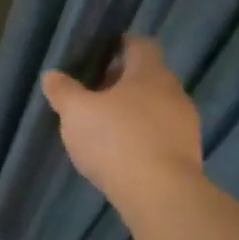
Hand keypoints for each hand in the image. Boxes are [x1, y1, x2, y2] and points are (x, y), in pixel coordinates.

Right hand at [42, 38, 203, 212]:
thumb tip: (52, 75)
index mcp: (150, 74)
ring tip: (103, 125)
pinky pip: (160, 134)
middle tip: (92, 92)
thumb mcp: (76, 112)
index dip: (120, 45)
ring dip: (132, 111)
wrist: (160, 194)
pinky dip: (141, 136)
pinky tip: (120, 151)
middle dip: (121, 82)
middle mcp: (174, 93)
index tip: (100, 53)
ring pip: (155, 107)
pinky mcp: (186, 154)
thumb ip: (63, 91)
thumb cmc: (115, 139)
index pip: (141, 45)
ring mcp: (185, 125)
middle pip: (148, 77)